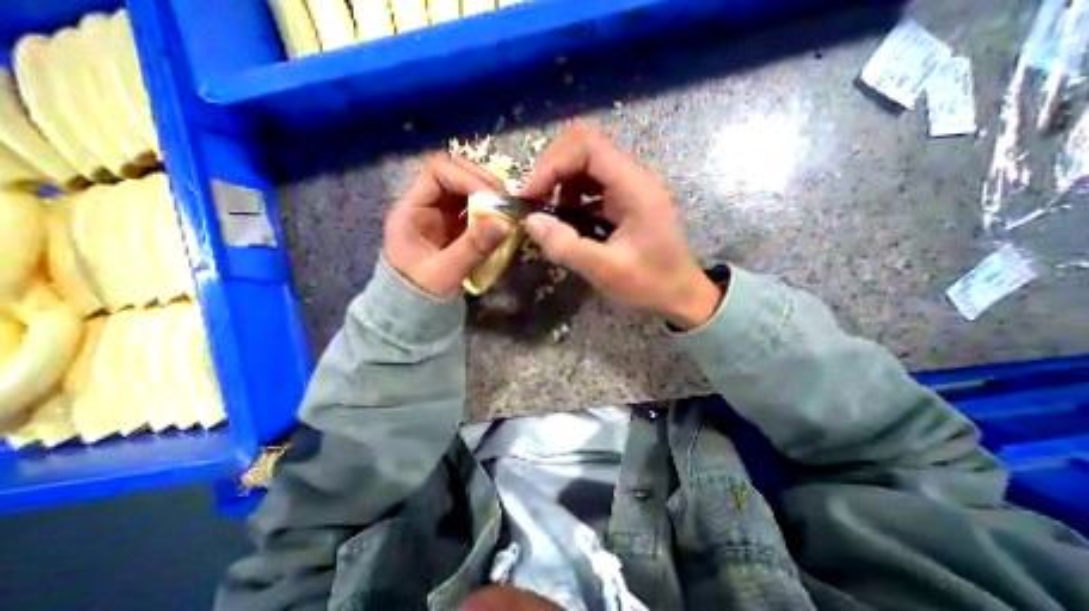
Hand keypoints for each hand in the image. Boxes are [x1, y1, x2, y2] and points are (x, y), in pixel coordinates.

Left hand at [385, 154, 513, 298]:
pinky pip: (475, 209)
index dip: (467, 177)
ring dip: (489, 196)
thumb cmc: (420, 294)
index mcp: (411, 210)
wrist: (415, 312)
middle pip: (454, 174)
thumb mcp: (445, 274)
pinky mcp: (455, 228)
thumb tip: (506, 223)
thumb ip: (473, 248)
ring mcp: (441, 215)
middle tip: (507, 202)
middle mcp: (426, 205)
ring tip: (509, 210)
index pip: (437, 171)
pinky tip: (503, 222)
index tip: (494, 197)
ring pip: (467, 190)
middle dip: (483, 183)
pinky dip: (491, 212)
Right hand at [521, 121, 721, 329]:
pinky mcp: (624, 202)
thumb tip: (530, 221)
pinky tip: (567, 222)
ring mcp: (629, 189)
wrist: (680, 296)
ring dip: (560, 184)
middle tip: (534, 201)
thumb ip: (566, 246)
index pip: (588, 146)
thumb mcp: (606, 271)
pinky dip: (571, 198)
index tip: (530, 195)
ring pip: (585, 165)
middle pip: (585, 147)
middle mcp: (632, 179)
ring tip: (549, 215)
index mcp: (634, 188)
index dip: (553, 164)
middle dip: (552, 169)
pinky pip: (591, 187)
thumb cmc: (650, 285)